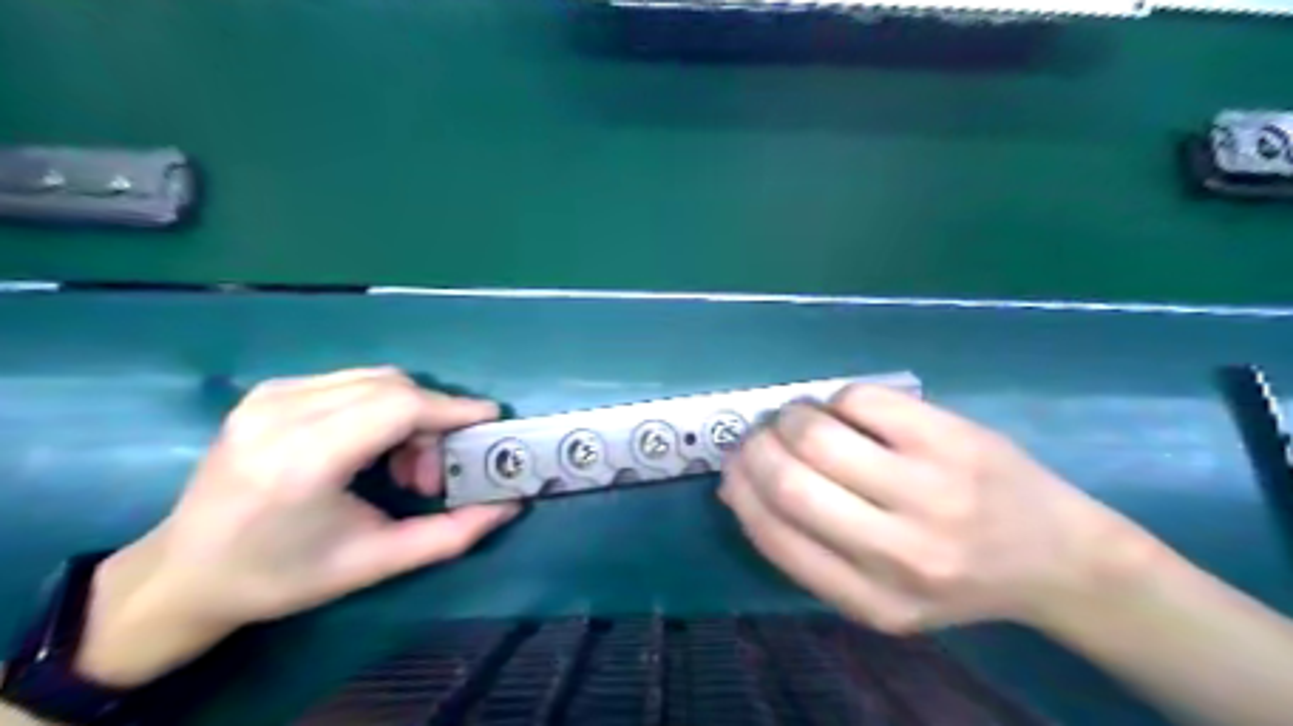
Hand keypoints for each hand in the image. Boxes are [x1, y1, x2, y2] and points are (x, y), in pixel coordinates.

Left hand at [74, 369, 517, 684]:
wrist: (183, 574)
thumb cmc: (281, 576)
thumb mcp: (375, 563)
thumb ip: (450, 534)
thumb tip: (508, 505)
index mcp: (303, 460)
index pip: (398, 407)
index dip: (452, 408)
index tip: (489, 420)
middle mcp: (281, 414)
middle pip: (392, 386)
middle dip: (433, 419)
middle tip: (434, 471)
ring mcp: (268, 396)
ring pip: (375, 379)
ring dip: (408, 413)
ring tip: (403, 465)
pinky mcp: (266, 392)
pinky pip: (350, 382)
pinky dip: (380, 407)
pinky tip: (371, 447)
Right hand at [724, 390, 1155, 632]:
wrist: (1061, 558)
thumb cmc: (956, 577)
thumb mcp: (878, 594)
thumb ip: (806, 548)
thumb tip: (736, 486)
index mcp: (872, 601)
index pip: (773, 533)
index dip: (741, 490)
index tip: (734, 468)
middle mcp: (898, 551)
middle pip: (789, 480)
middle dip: (756, 447)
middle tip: (761, 436)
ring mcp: (929, 489)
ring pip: (817, 433)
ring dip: (791, 417)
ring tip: (799, 419)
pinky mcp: (950, 437)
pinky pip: (859, 399)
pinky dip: (836, 400)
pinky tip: (849, 412)